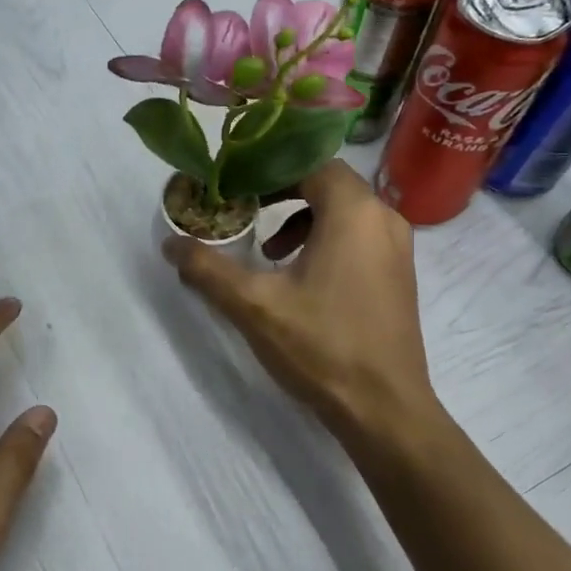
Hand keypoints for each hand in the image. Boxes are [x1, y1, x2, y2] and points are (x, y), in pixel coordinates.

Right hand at [161, 160, 437, 445]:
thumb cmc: (321, 347)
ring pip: (343, 211)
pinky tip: (301, 279)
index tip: (233, 185)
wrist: (385, 408)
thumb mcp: (254, 306)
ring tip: (268, 253)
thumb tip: (170, 244)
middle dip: (281, 193)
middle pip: (326, 183)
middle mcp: (383, 218)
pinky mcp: (399, 274)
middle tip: (244, 212)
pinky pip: (358, 236)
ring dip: (301, 220)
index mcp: (353, 211)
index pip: (308, 161)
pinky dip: (325, 241)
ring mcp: (398, 247)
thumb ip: (208, 269)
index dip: (267, 168)